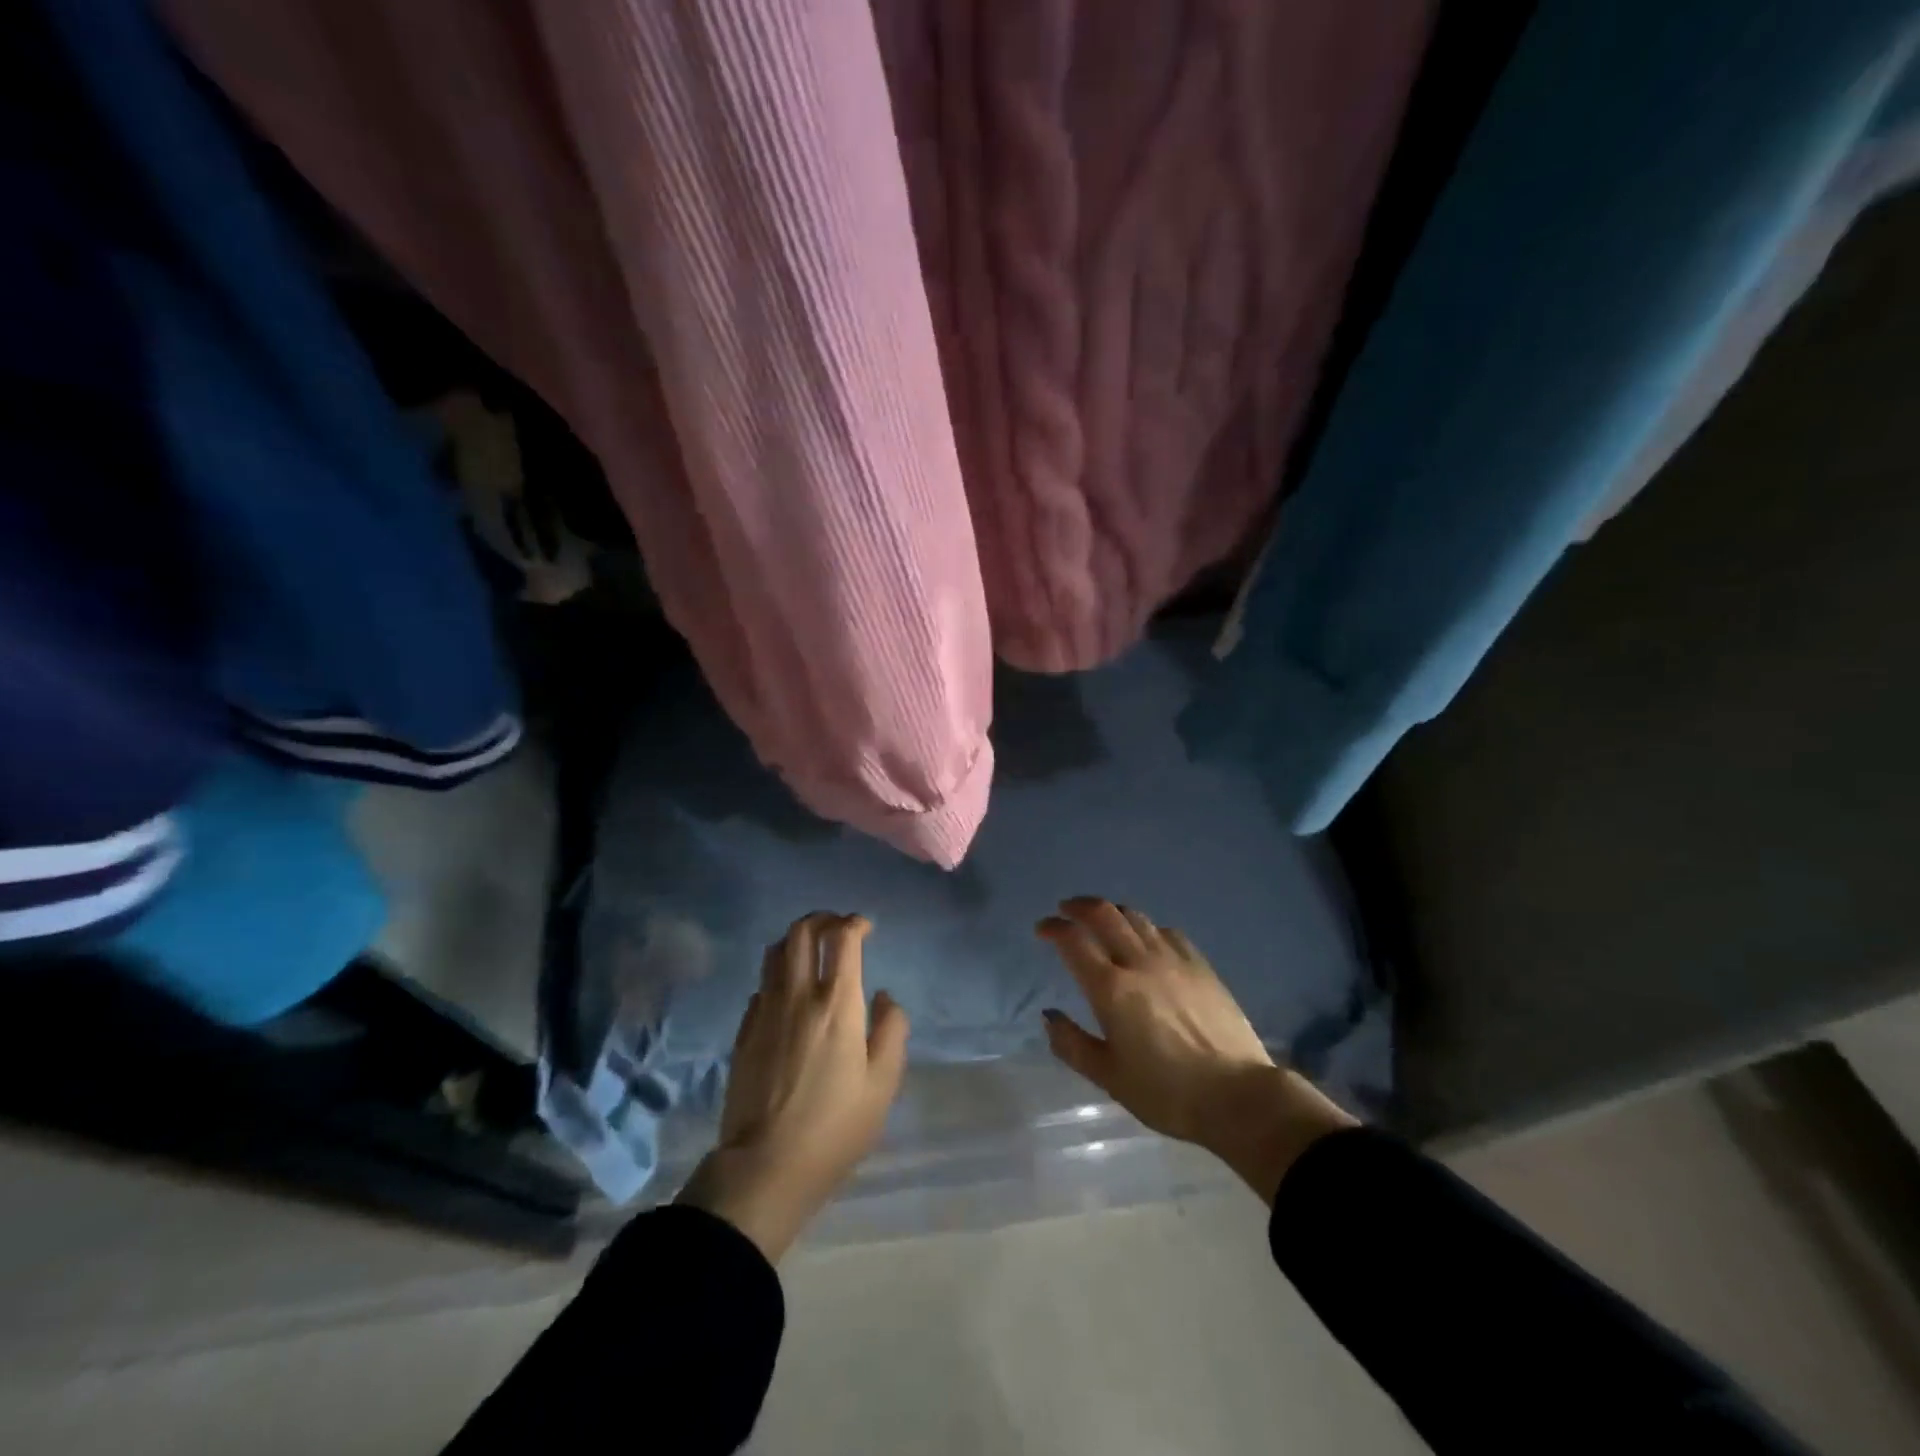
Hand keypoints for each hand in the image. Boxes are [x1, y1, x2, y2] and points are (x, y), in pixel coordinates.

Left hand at [676, 912, 907, 1261]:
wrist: (766, 1167)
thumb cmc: (835, 1127)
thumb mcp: (883, 1084)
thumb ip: (891, 1030)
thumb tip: (882, 997)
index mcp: (837, 1003)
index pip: (842, 938)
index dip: (855, 923)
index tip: (866, 928)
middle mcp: (797, 995)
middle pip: (801, 932)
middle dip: (822, 919)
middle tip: (838, 928)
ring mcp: (765, 1011)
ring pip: (774, 952)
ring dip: (796, 940)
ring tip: (812, 951)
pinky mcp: (744, 1032)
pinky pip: (761, 985)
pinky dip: (778, 975)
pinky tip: (788, 994)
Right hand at [1037, 897, 1355, 1203]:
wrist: (1238, 1095)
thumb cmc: (1166, 1093)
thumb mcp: (1109, 1077)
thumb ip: (1072, 1044)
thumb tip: (1048, 1017)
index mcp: (1111, 989)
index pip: (1074, 941)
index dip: (1053, 929)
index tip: (1042, 930)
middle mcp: (1139, 963)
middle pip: (1105, 914)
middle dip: (1079, 906)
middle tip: (1066, 911)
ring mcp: (1174, 960)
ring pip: (1137, 917)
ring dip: (1112, 912)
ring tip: (1103, 920)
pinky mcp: (1201, 966)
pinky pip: (1168, 932)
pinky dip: (1147, 928)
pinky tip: (1148, 940)